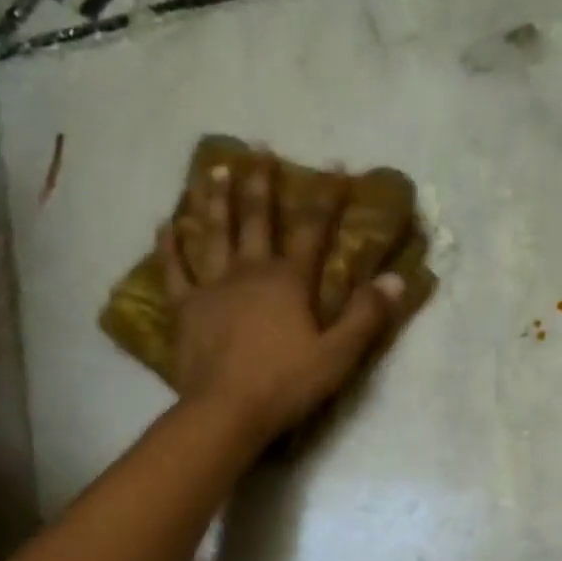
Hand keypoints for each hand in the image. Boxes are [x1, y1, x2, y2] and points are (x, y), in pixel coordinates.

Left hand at [159, 153, 403, 443]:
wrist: (226, 412)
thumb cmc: (285, 385)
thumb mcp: (337, 356)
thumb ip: (366, 316)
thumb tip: (395, 279)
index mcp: (288, 281)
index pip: (313, 230)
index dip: (327, 197)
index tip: (336, 165)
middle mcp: (249, 272)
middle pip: (255, 219)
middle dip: (260, 183)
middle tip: (258, 148)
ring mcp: (212, 287)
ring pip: (213, 233)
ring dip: (215, 200)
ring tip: (214, 169)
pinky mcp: (185, 309)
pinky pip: (174, 270)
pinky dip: (169, 246)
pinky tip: (166, 224)